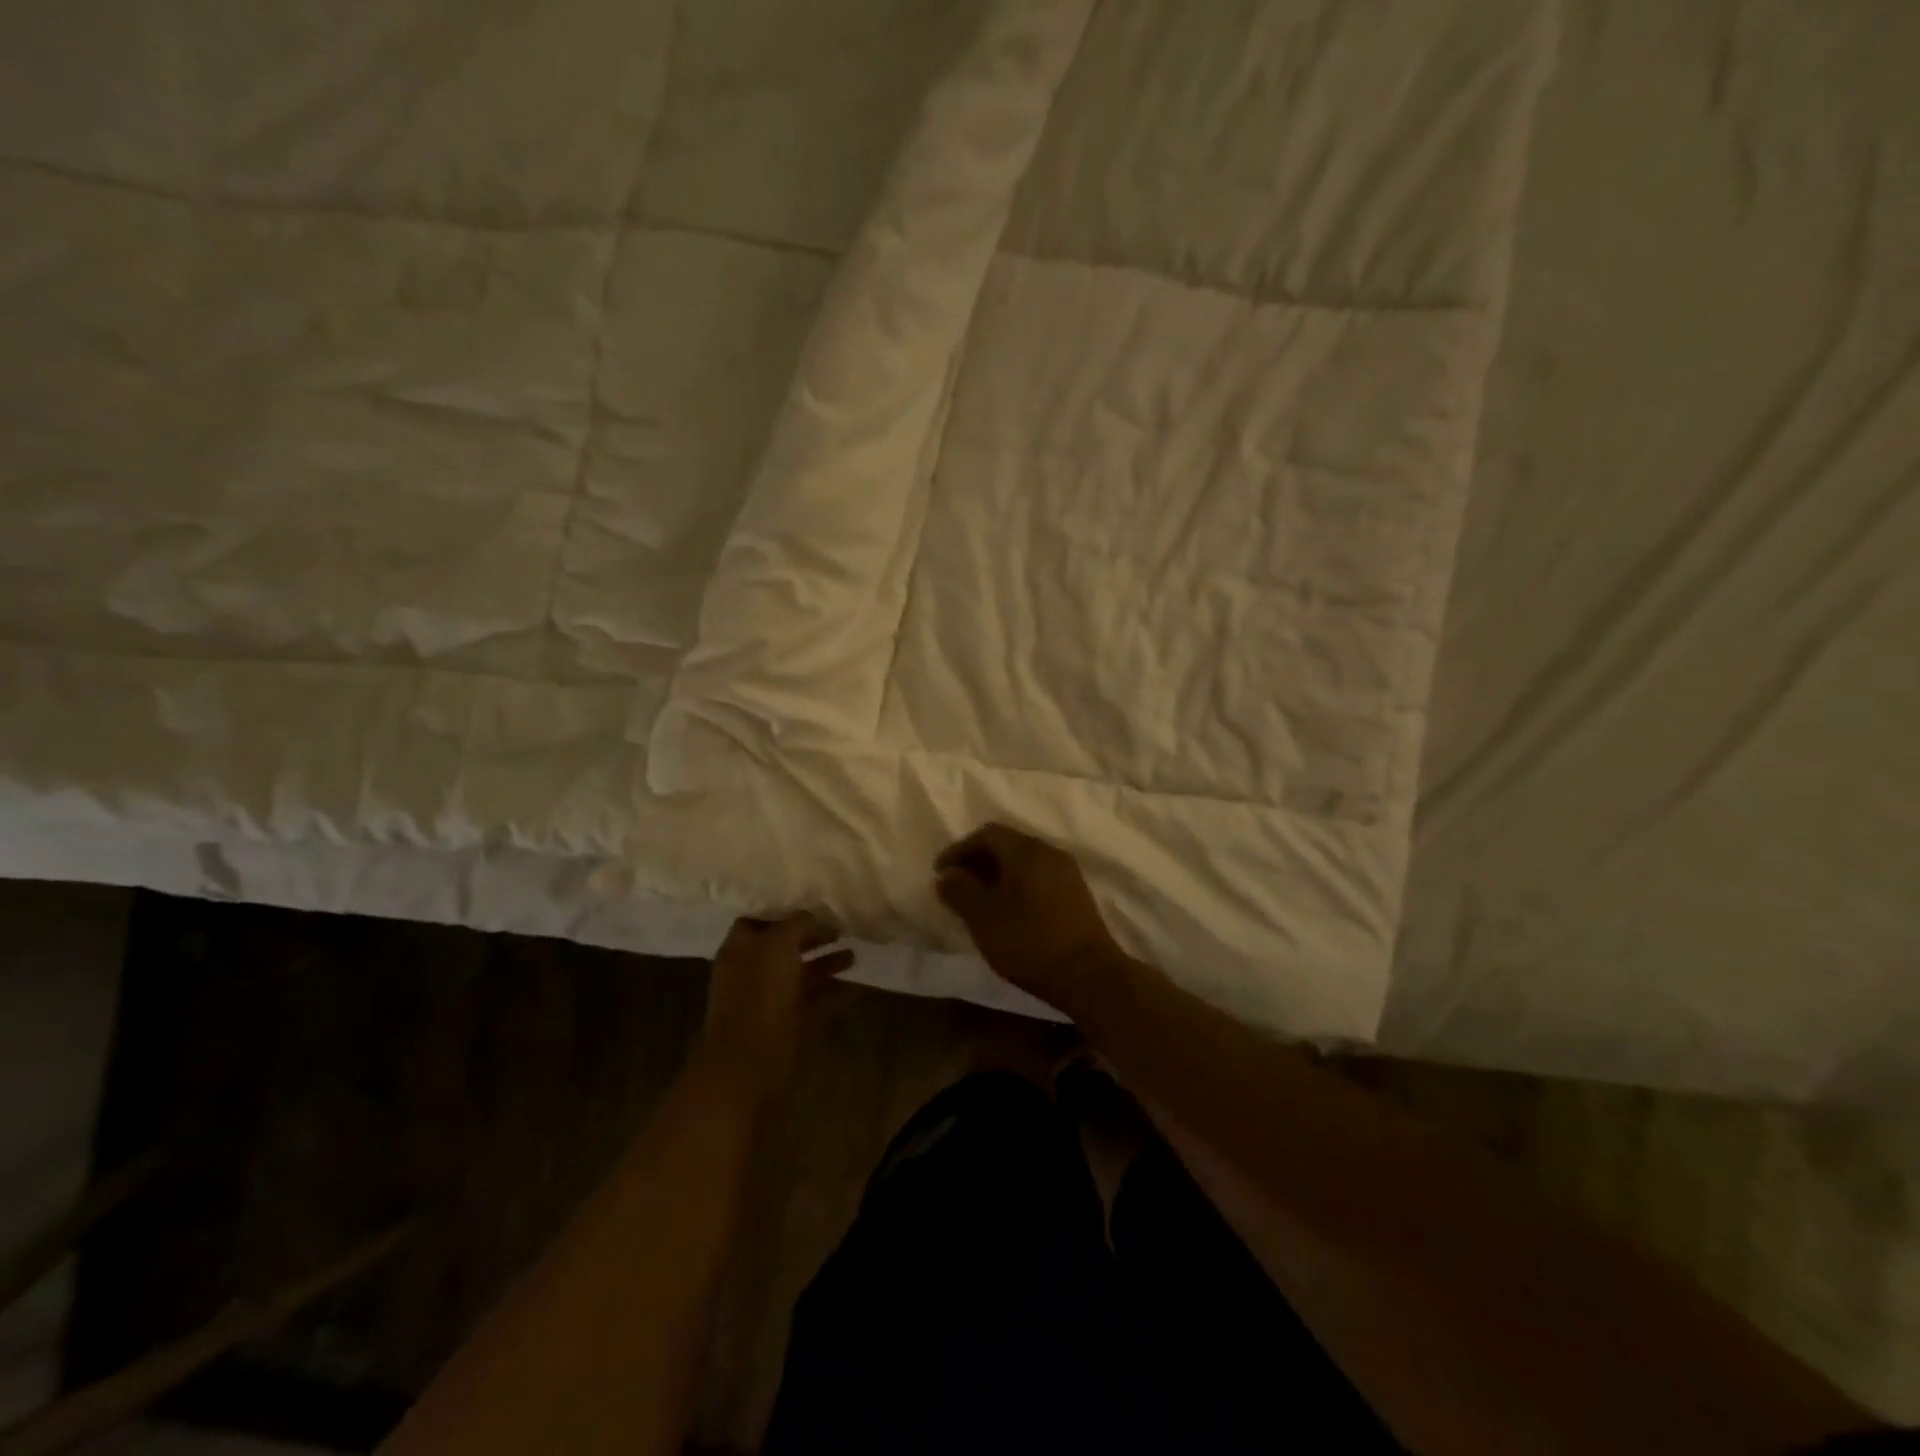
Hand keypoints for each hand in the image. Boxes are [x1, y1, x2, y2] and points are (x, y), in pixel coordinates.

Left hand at [700, 912, 853, 1096]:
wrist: (749, 1061)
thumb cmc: (760, 991)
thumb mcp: (778, 944)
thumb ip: (796, 924)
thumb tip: (811, 915)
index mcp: (741, 948)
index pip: (759, 920)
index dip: (784, 912)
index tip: (813, 904)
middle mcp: (754, 971)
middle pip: (785, 947)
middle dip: (812, 937)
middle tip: (842, 928)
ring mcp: (771, 1000)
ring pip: (802, 975)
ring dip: (827, 964)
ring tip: (855, 955)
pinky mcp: (789, 1025)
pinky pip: (815, 1003)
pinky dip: (835, 995)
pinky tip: (858, 987)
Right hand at [933, 823, 1121, 1011]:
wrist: (1088, 975)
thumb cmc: (1029, 940)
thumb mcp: (982, 917)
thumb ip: (959, 890)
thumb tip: (947, 874)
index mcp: (1026, 850)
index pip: (987, 834)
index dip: (959, 849)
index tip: (940, 873)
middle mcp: (1049, 852)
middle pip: (1007, 844)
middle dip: (978, 861)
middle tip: (957, 885)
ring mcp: (1067, 873)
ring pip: (1024, 863)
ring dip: (997, 875)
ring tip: (979, 901)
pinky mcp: (1077, 895)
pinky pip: (1039, 878)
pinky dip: (1017, 886)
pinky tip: (1008, 912)